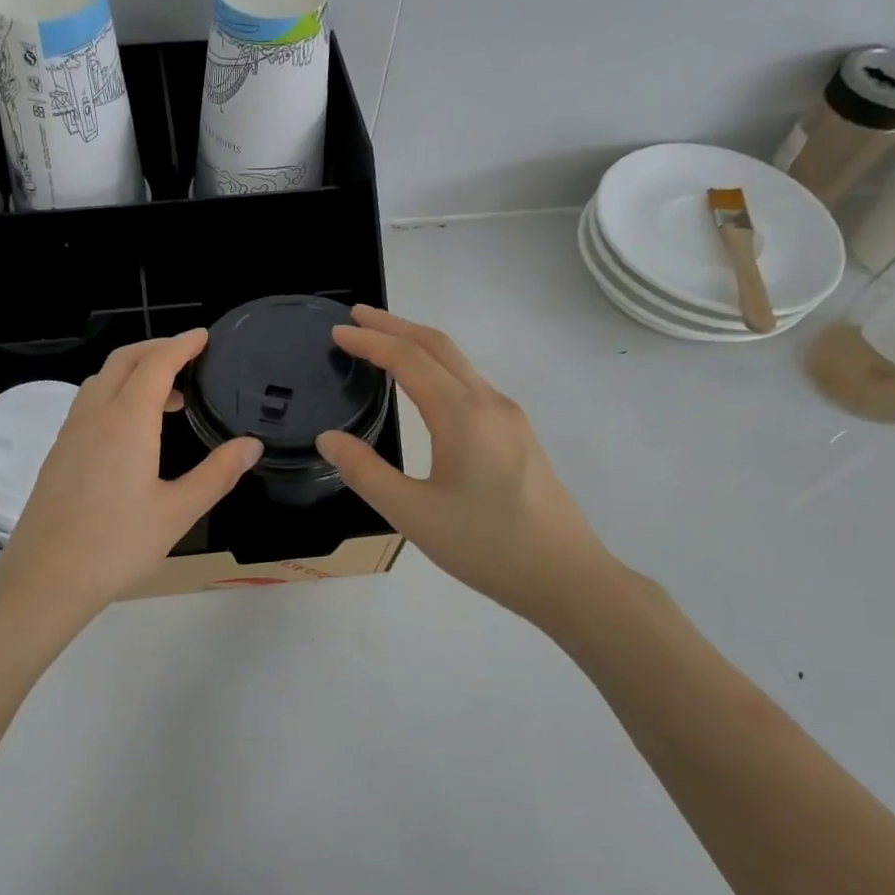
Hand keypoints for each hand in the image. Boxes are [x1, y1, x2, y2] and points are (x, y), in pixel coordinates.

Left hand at [0, 330, 261, 622]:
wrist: (46, 578)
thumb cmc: (117, 546)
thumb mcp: (177, 513)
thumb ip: (217, 474)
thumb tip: (251, 445)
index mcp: (127, 421)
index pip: (156, 364)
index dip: (181, 345)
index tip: (203, 337)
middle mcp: (94, 415)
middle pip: (123, 361)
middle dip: (156, 349)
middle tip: (187, 358)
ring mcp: (70, 433)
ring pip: (100, 381)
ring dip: (133, 373)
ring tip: (167, 399)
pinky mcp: (58, 453)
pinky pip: (88, 404)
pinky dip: (114, 395)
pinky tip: (130, 431)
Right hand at [314, 306, 619, 627]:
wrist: (565, 576)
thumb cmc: (485, 546)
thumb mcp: (412, 514)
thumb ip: (365, 472)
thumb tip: (329, 438)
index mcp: (463, 415)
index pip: (409, 360)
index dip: (371, 341)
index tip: (337, 331)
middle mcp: (489, 403)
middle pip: (439, 346)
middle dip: (395, 326)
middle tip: (356, 317)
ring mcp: (509, 418)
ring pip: (459, 364)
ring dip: (418, 345)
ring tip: (382, 344)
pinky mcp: (517, 436)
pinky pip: (471, 384)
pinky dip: (438, 369)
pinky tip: (423, 388)